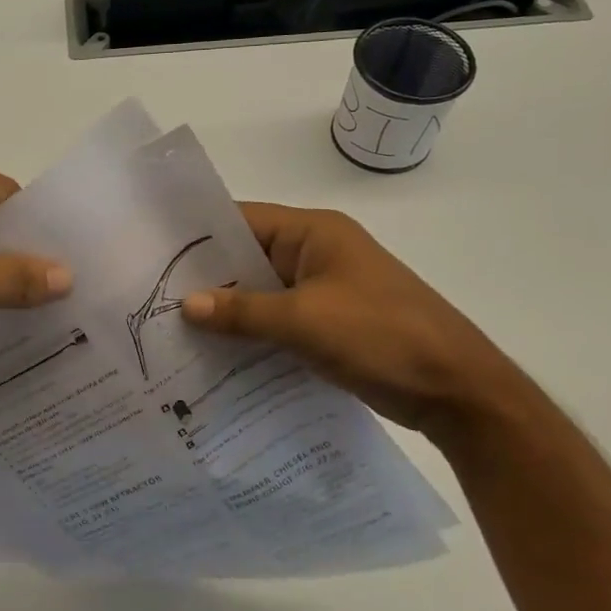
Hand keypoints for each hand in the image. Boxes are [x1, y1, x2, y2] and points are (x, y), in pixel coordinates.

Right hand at [181, 203, 538, 447]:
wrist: (459, 391)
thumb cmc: (382, 336)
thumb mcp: (306, 321)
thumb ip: (243, 311)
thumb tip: (185, 305)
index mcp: (314, 233)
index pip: (242, 220)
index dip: (198, 236)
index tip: (152, 255)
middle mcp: (316, 253)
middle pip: (248, 257)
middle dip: (206, 278)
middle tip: (151, 297)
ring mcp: (324, 290)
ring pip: (261, 293)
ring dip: (227, 310)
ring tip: (173, 329)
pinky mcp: (330, 324)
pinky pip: (278, 320)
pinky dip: (251, 333)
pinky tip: (216, 355)